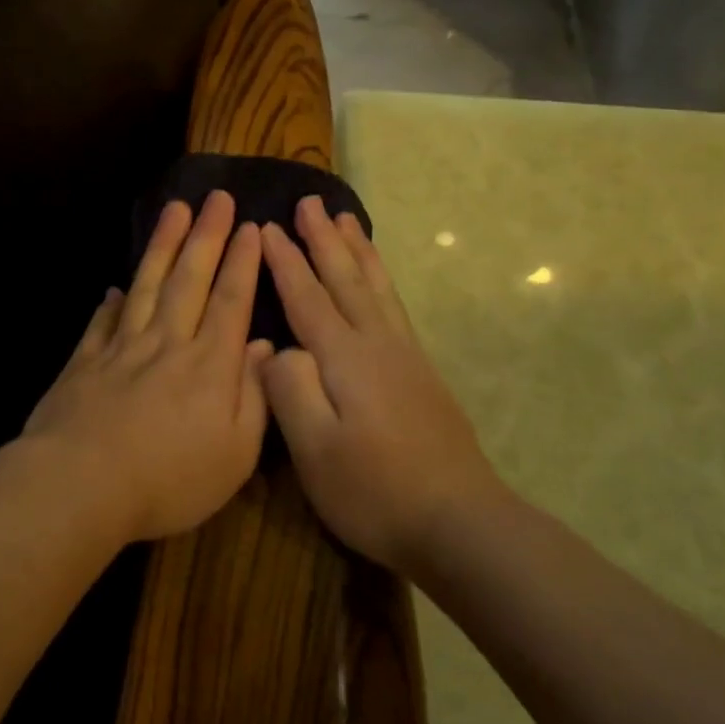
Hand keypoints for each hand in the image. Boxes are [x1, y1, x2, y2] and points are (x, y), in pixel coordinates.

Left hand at [23, 190, 272, 543]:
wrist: (82, 484)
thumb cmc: (170, 479)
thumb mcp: (235, 453)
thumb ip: (256, 397)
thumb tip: (265, 347)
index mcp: (209, 365)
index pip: (231, 301)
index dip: (243, 262)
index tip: (251, 227)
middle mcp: (167, 343)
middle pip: (190, 279)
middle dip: (206, 235)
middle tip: (216, 197)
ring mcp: (121, 349)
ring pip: (147, 286)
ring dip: (162, 246)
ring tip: (174, 211)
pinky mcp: (85, 362)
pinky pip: (103, 322)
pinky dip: (112, 302)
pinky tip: (116, 288)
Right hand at [260, 195, 502, 573]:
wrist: (459, 522)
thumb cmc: (375, 490)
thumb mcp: (315, 450)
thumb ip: (290, 390)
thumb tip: (275, 347)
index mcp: (345, 359)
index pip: (307, 297)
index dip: (284, 262)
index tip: (265, 227)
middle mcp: (377, 345)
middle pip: (346, 279)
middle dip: (324, 240)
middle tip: (310, 201)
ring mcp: (405, 358)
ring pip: (376, 288)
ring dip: (358, 251)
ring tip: (346, 220)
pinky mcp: (422, 375)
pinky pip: (395, 307)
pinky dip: (382, 280)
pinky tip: (379, 282)